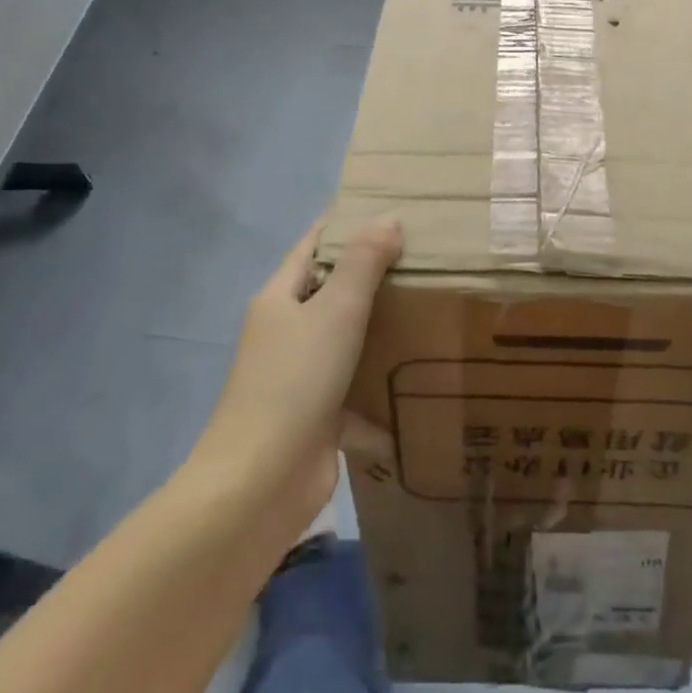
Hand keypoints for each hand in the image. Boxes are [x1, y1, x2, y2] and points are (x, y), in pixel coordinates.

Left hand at [199, 216, 401, 535]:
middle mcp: (286, 333)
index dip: (345, 224)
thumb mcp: (334, 311)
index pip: (312, 246)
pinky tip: (420, 380)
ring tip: (431, 308)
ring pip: (346, 341)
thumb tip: (387, 219)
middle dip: (373, 276)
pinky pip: (355, 391)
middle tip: (426, 258)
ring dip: (381, 330)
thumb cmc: (294, 382)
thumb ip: (362, 263)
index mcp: (280, 299)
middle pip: (331, 292)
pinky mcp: (317, 417)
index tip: (389, 209)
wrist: (259, 484)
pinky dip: (381, 388)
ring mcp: (300, 377)